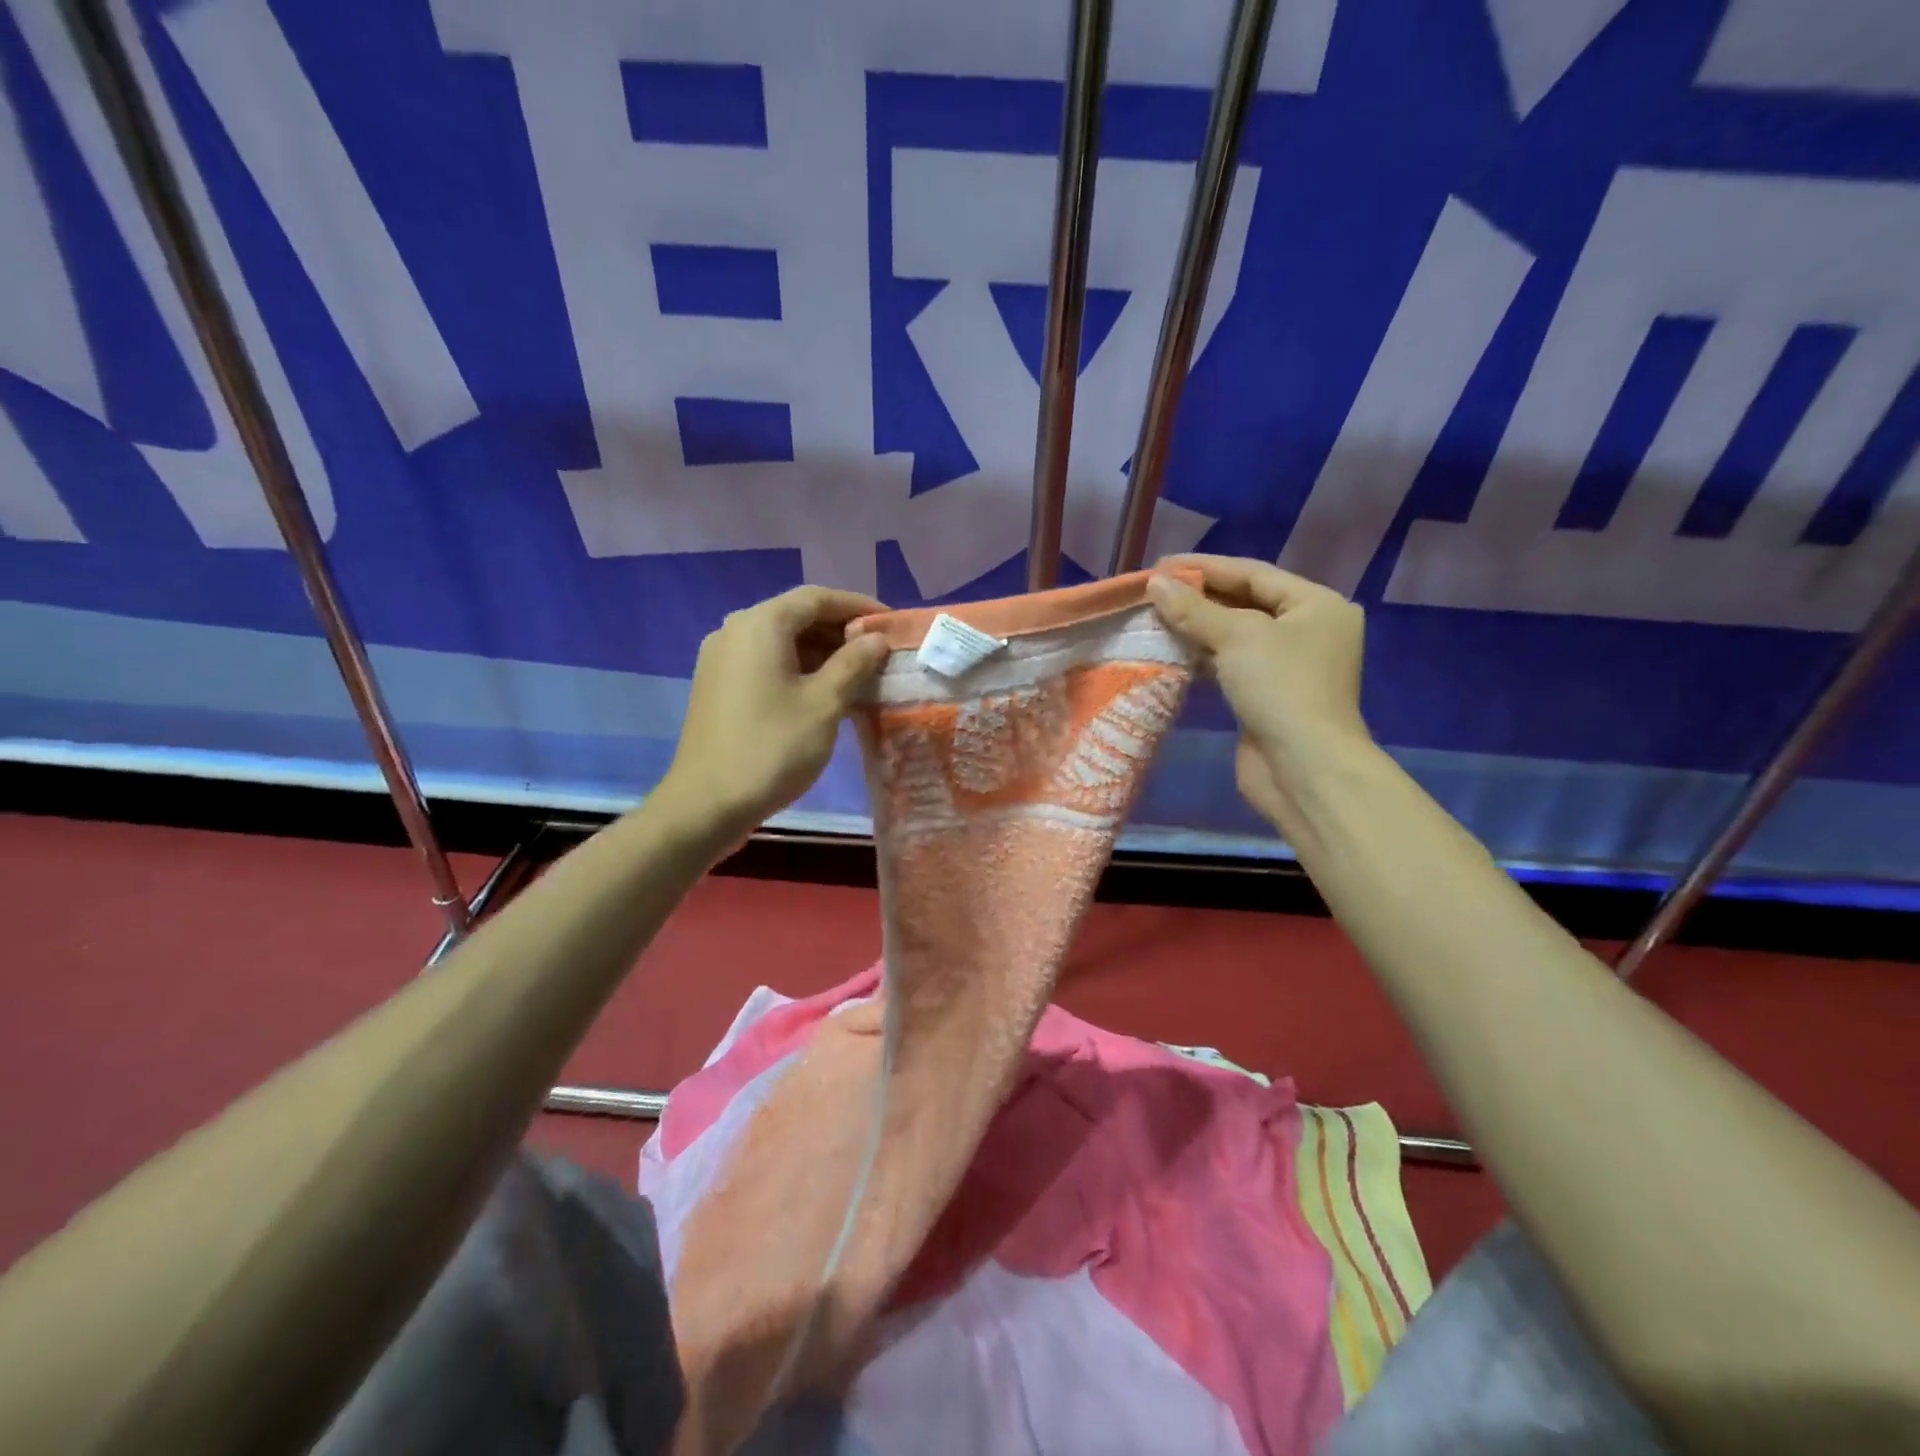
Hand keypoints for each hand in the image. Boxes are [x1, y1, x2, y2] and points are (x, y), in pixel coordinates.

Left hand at [659, 585, 890, 838]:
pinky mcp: (719, 685)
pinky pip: (766, 662)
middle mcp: (736, 630)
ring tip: (860, 674)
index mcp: (761, 624)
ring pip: (782, 640)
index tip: (892, 623)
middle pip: (797, 615)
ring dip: (822, 651)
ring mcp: (722, 658)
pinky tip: (825, 692)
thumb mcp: (824, 704)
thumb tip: (877, 638)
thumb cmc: (772, 748)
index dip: (859, 606)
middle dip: (841, 630)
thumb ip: (854, 663)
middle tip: (880, 652)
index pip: (818, 597)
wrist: (707, 804)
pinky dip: (799, 668)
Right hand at [1147, 555, 1371, 826]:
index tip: (1160, 565)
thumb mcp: (1237, 637)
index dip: (1205, 567)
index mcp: (1315, 605)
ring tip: (1153, 618)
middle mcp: (1306, 631)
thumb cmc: (1280, 688)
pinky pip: (1230, 665)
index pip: (1253, 573)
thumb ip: (1194, 609)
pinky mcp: (1267, 696)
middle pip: (1244, 603)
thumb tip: (1154, 584)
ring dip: (1196, 628)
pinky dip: (1202, 657)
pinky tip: (1171, 651)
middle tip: (1151, 592)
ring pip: (1234, 636)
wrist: (1303, 769)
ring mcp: (1287, 667)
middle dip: (1198, 598)